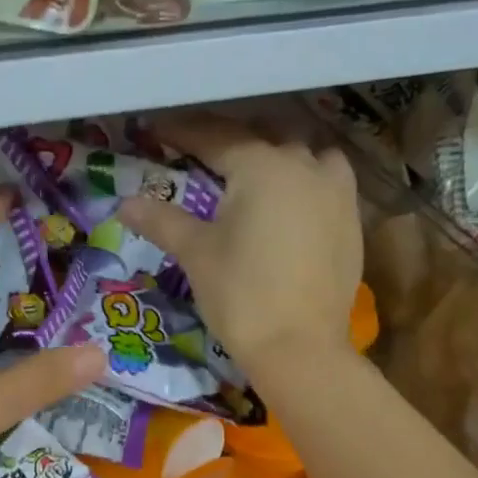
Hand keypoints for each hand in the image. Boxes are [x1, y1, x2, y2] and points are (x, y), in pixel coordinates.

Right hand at [121, 116, 361, 373]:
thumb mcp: (196, 253)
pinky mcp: (352, 222)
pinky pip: (329, 183)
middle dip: (232, 141)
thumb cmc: (241, 295)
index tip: (159, 129)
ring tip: (256, 170)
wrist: (299, 348)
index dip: (184, 132)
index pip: (216, 138)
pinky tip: (291, 202)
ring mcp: (336, 193)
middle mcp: (305, 167)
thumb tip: (125, 203)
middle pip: (264, 139)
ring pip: (307, 156)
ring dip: (279, 155)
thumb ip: (162, 220)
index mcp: (263, 167)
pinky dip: (306, 181)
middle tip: (203, 152)